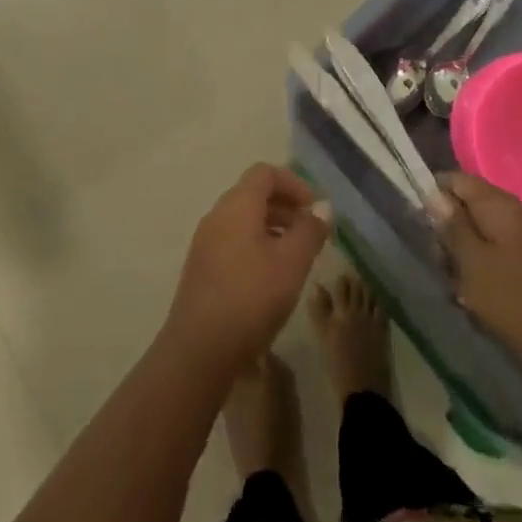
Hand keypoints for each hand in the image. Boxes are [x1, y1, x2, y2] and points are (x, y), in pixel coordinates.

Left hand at [165, 165, 329, 371]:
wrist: (199, 349)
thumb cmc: (251, 297)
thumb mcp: (292, 263)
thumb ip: (310, 231)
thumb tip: (322, 207)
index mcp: (237, 204)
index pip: (265, 173)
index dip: (293, 183)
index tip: (314, 209)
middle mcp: (217, 215)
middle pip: (253, 194)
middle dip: (285, 207)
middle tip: (310, 233)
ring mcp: (205, 241)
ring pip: (243, 220)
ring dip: (271, 228)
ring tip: (294, 258)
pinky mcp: (201, 267)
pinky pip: (232, 241)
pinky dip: (255, 245)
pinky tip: (270, 279)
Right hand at [438, 171, 521, 354]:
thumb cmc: (509, 296)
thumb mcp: (470, 260)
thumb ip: (451, 223)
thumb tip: (434, 194)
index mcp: (498, 203)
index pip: (456, 179)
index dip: (435, 194)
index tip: (422, 221)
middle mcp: (513, 209)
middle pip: (468, 203)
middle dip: (449, 226)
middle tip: (439, 256)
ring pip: (480, 227)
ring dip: (463, 247)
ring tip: (455, 276)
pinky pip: (495, 245)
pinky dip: (481, 259)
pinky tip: (474, 284)